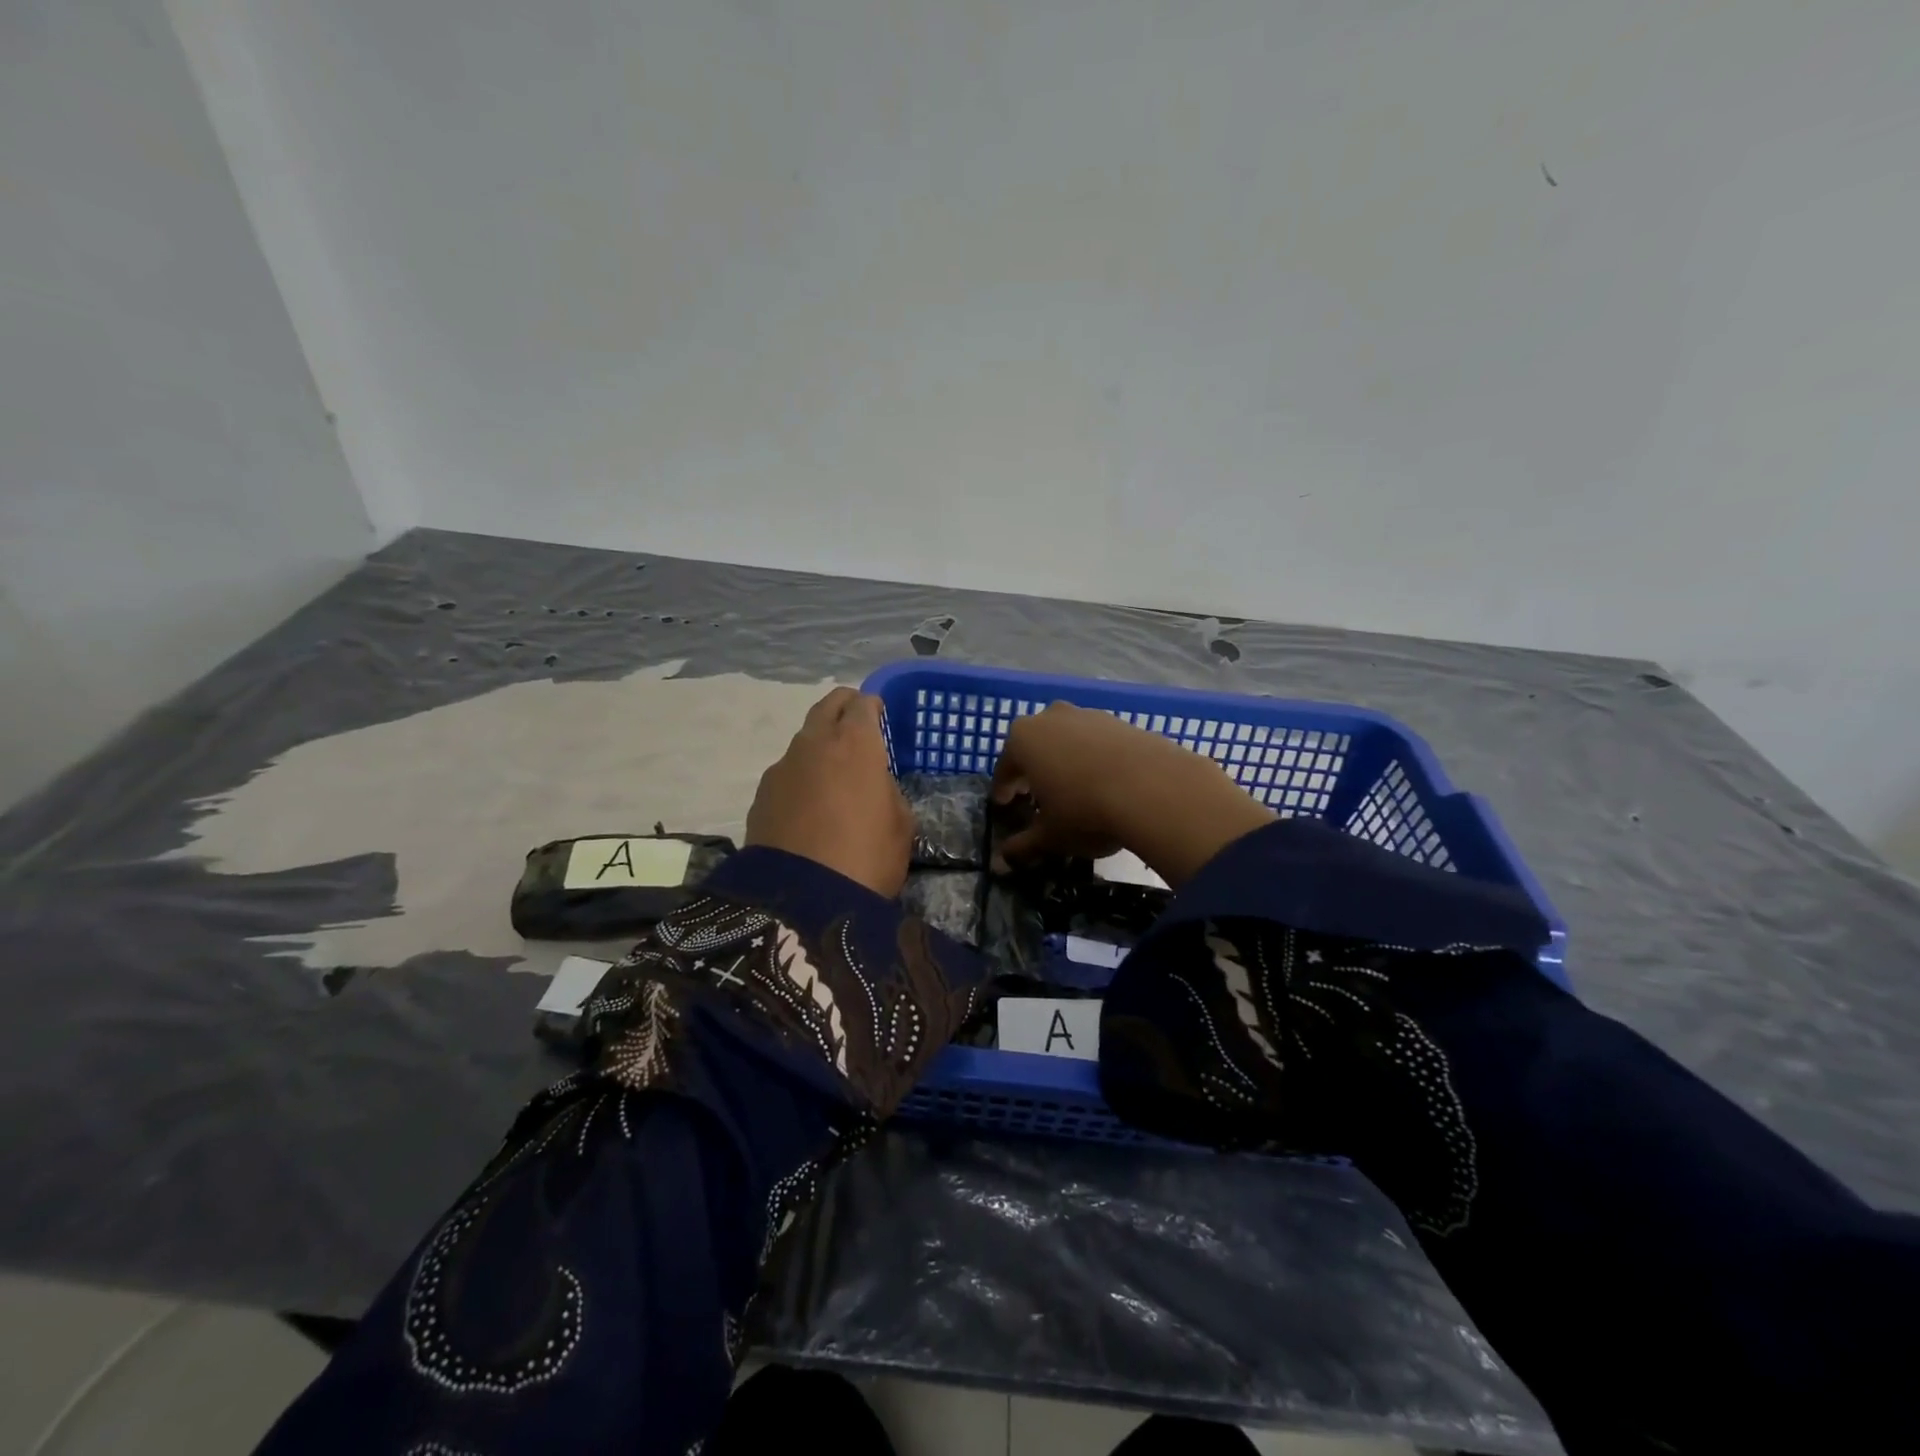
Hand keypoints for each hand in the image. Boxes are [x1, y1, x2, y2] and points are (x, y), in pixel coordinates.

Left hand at [746, 687, 913, 897]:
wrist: (801, 900)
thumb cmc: (866, 857)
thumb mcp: (901, 824)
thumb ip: (888, 791)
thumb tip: (873, 784)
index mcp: (855, 743)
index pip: (862, 704)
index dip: (872, 706)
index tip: (879, 715)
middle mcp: (814, 744)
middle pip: (827, 706)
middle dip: (843, 708)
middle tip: (855, 726)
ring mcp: (782, 768)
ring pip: (803, 740)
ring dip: (819, 746)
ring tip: (831, 774)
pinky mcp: (760, 795)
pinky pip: (786, 773)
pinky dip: (800, 778)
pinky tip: (808, 805)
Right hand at [991, 703, 1273, 888]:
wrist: (1154, 789)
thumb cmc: (1084, 811)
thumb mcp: (1050, 837)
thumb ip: (1023, 847)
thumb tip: (1001, 862)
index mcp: (1023, 740)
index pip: (1005, 767)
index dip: (1003, 790)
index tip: (1004, 806)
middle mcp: (1051, 718)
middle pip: (1035, 746)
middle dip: (1033, 770)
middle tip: (1036, 796)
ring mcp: (1088, 716)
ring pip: (1067, 740)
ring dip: (1065, 761)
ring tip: (1074, 790)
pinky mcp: (1122, 722)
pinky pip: (1098, 742)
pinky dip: (1095, 759)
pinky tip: (1106, 784)